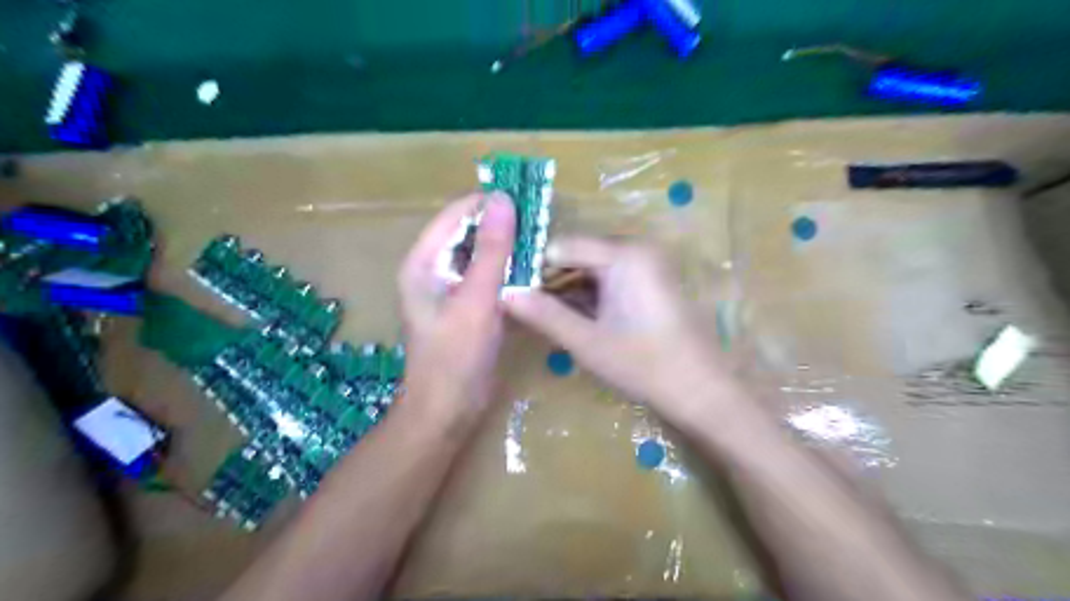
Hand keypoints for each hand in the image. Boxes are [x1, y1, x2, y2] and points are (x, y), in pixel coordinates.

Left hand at [402, 194, 517, 424]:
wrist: (448, 411)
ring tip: (542, 244)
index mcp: (424, 262)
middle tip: (540, 225)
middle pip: (469, 233)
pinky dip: (509, 272)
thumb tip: (503, 199)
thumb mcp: (476, 299)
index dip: (488, 204)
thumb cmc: (456, 356)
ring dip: (508, 249)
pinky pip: (489, 278)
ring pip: (482, 255)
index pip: (456, 215)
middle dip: (502, 227)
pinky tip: (533, 272)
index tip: (527, 201)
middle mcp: (434, 270)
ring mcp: (452, 289)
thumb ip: (492, 250)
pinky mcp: (468, 306)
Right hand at [505, 237, 727, 417]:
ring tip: (539, 314)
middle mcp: (636, 248)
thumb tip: (502, 294)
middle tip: (521, 306)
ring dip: (566, 290)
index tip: (510, 291)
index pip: (562, 246)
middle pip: (578, 254)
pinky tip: (569, 317)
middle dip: (549, 280)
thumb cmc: (643, 364)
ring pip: (592, 268)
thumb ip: (543, 314)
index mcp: (623, 254)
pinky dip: (588, 295)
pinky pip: (609, 278)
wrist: (701, 391)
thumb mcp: (586, 341)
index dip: (533, 268)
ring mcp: (647, 264)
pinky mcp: (651, 281)